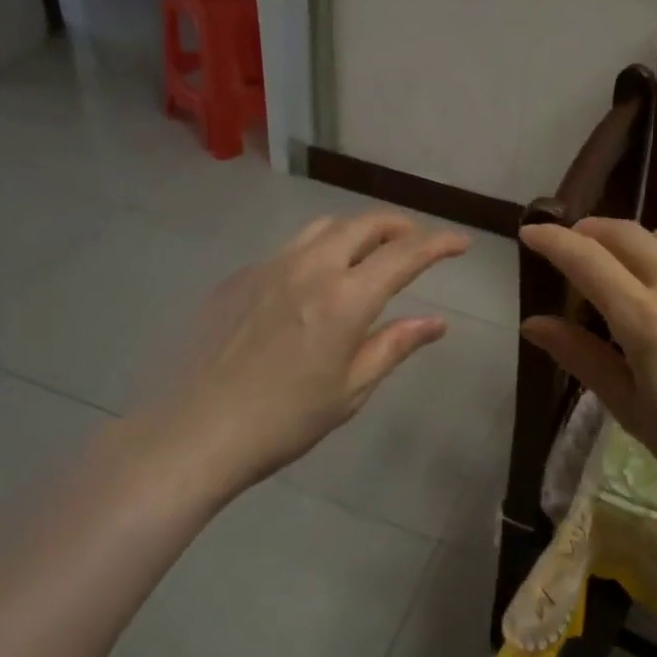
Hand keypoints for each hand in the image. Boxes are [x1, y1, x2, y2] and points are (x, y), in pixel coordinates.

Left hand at [118, 211, 468, 499]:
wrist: (195, 432)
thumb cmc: (284, 421)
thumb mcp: (351, 389)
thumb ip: (394, 345)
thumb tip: (436, 322)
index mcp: (345, 299)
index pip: (404, 255)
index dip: (439, 244)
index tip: (461, 242)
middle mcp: (310, 268)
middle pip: (364, 224)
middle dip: (399, 226)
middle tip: (416, 242)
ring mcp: (269, 267)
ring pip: (323, 227)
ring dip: (356, 231)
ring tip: (368, 253)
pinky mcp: (238, 277)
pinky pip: (288, 249)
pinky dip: (316, 251)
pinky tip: (311, 283)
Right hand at [519, 218, 656, 536]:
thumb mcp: (631, 410)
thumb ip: (582, 357)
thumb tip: (534, 324)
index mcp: (648, 321)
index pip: (587, 259)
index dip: (552, 241)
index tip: (530, 232)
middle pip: (626, 233)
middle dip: (589, 231)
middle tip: (569, 246)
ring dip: (631, 241)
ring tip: (617, 267)